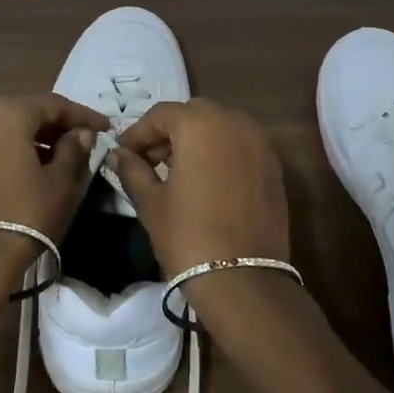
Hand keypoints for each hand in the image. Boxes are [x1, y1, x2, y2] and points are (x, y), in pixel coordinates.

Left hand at [0, 94, 110, 291]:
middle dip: (55, 125)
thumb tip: (82, 134)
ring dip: (32, 139)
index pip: (53, 104)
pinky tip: (29, 170)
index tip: (106, 128)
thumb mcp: (60, 182)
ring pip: (4, 130)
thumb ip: (73, 150)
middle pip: (25, 113)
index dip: (82, 115)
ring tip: (59, 158)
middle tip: (83, 141)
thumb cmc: (25, 215)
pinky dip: (10, 152)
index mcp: (6, 113)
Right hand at [114, 99, 310, 354]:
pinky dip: (221, 152)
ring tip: (177, 171)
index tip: (123, 154)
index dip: (138, 133)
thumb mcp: (151, 202)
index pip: (161, 114)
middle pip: (193, 114)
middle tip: (150, 161)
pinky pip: (240, 145)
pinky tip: (206, 181)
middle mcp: (234, 122)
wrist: (243, 278)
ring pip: (220, 126)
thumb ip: (133, 170)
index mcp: (200, 124)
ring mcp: (259, 142)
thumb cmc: (188, 235)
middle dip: (169, 132)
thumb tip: (119, 155)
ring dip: (197, 139)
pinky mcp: (274, 165)